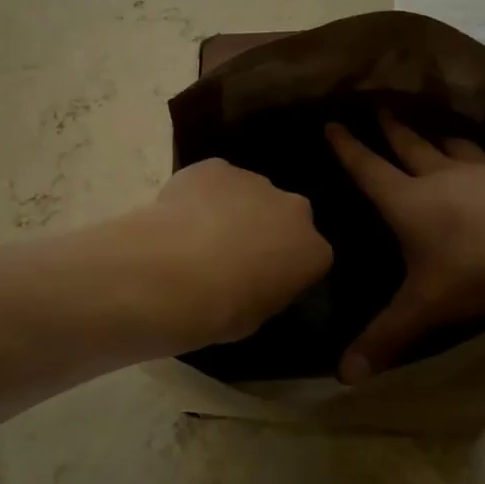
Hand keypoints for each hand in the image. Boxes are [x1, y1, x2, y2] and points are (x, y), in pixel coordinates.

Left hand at [130, 158, 332, 349]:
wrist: (171, 275)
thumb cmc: (220, 310)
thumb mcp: (256, 316)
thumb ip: (266, 290)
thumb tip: (254, 280)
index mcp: (313, 251)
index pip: (309, 256)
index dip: (284, 267)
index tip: (261, 281)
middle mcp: (293, 209)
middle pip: (284, 216)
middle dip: (264, 229)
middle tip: (231, 254)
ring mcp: (254, 181)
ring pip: (248, 193)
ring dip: (231, 209)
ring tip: (196, 237)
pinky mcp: (215, 167)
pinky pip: (212, 180)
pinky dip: (200, 193)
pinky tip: (178, 217)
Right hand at [326, 114, 484, 380]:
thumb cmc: (481, 272)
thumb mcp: (428, 308)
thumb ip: (386, 337)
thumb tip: (343, 378)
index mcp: (411, 202)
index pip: (368, 169)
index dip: (348, 148)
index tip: (332, 123)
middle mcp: (444, 177)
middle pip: (410, 146)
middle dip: (391, 129)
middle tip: (380, 110)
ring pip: (456, 146)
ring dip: (441, 140)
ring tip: (436, 134)